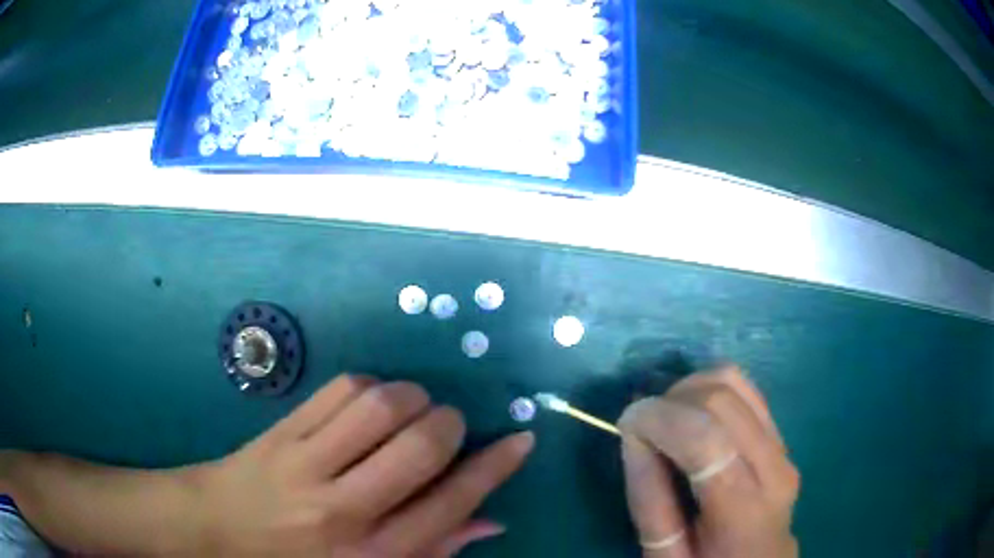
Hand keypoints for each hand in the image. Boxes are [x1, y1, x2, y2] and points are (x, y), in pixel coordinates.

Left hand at [197, 374, 534, 556]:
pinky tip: (368, 403)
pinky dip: (370, 386)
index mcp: (371, 554)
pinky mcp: (282, 431)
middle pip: (419, 449)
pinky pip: (340, 389)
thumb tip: (490, 521)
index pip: (449, 506)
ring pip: (379, 407)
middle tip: (447, 426)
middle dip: (449, 426)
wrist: (218, 528)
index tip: (521, 439)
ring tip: (409, 410)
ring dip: (411, 398)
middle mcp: (343, 510)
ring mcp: (306, 464)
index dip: (494, 468)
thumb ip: (433, 549)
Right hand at [618, 366, 798, 557]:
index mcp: (744, 511)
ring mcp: (782, 446)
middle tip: (642, 427)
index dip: (660, 419)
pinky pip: (745, 390)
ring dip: (690, 389)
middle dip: (671, 401)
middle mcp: (773, 467)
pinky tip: (693, 416)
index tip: (626, 424)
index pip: (705, 439)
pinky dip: (710, 390)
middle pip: (721, 400)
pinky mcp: (780, 435)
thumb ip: (650, 501)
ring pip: (735, 382)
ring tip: (666, 420)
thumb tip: (635, 436)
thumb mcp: (667, 555)